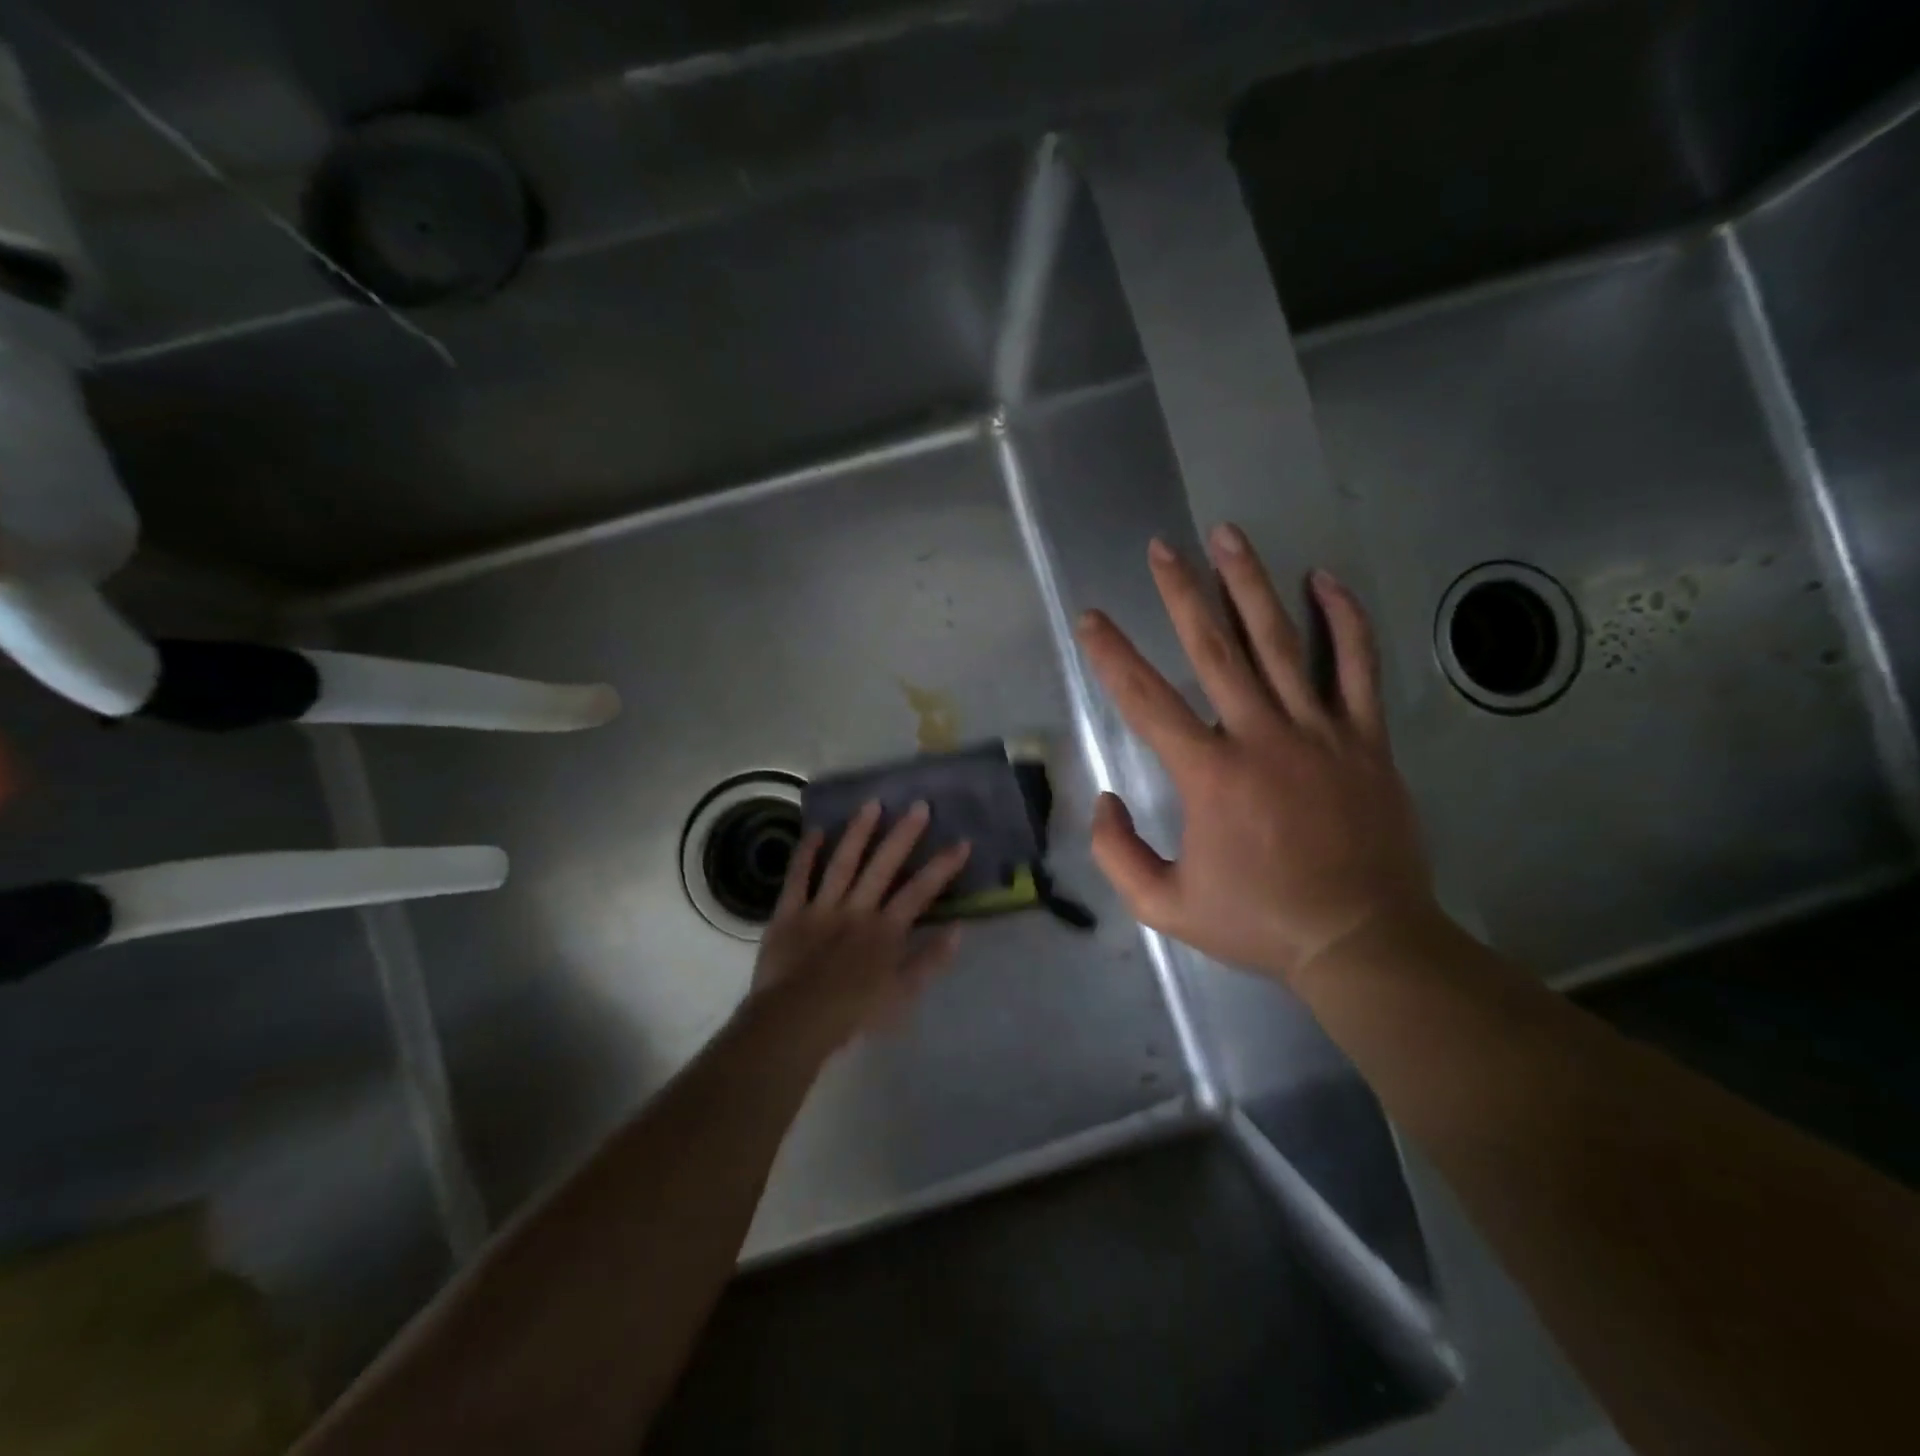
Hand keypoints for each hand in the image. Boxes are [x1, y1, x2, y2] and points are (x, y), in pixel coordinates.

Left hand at [746, 800, 970, 1051]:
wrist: (796, 1021)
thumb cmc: (853, 1013)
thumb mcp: (903, 994)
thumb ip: (931, 960)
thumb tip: (959, 929)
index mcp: (885, 930)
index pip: (920, 891)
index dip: (942, 866)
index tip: (961, 842)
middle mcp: (857, 909)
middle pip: (883, 866)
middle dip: (904, 835)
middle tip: (920, 805)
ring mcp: (821, 907)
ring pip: (843, 862)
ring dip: (858, 832)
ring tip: (872, 803)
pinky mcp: (789, 912)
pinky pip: (798, 878)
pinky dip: (805, 854)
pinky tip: (815, 830)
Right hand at [1075, 524, 1432, 983]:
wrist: (1361, 941)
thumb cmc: (1259, 922)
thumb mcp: (1165, 906)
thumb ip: (1118, 855)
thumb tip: (1104, 801)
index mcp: (1209, 775)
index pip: (1147, 699)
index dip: (1112, 655)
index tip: (1091, 618)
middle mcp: (1260, 737)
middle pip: (1215, 649)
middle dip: (1182, 593)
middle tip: (1162, 548)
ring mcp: (1319, 732)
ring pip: (1280, 643)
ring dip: (1250, 585)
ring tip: (1228, 535)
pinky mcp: (1365, 740)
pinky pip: (1357, 667)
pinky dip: (1344, 620)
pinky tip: (1325, 580)